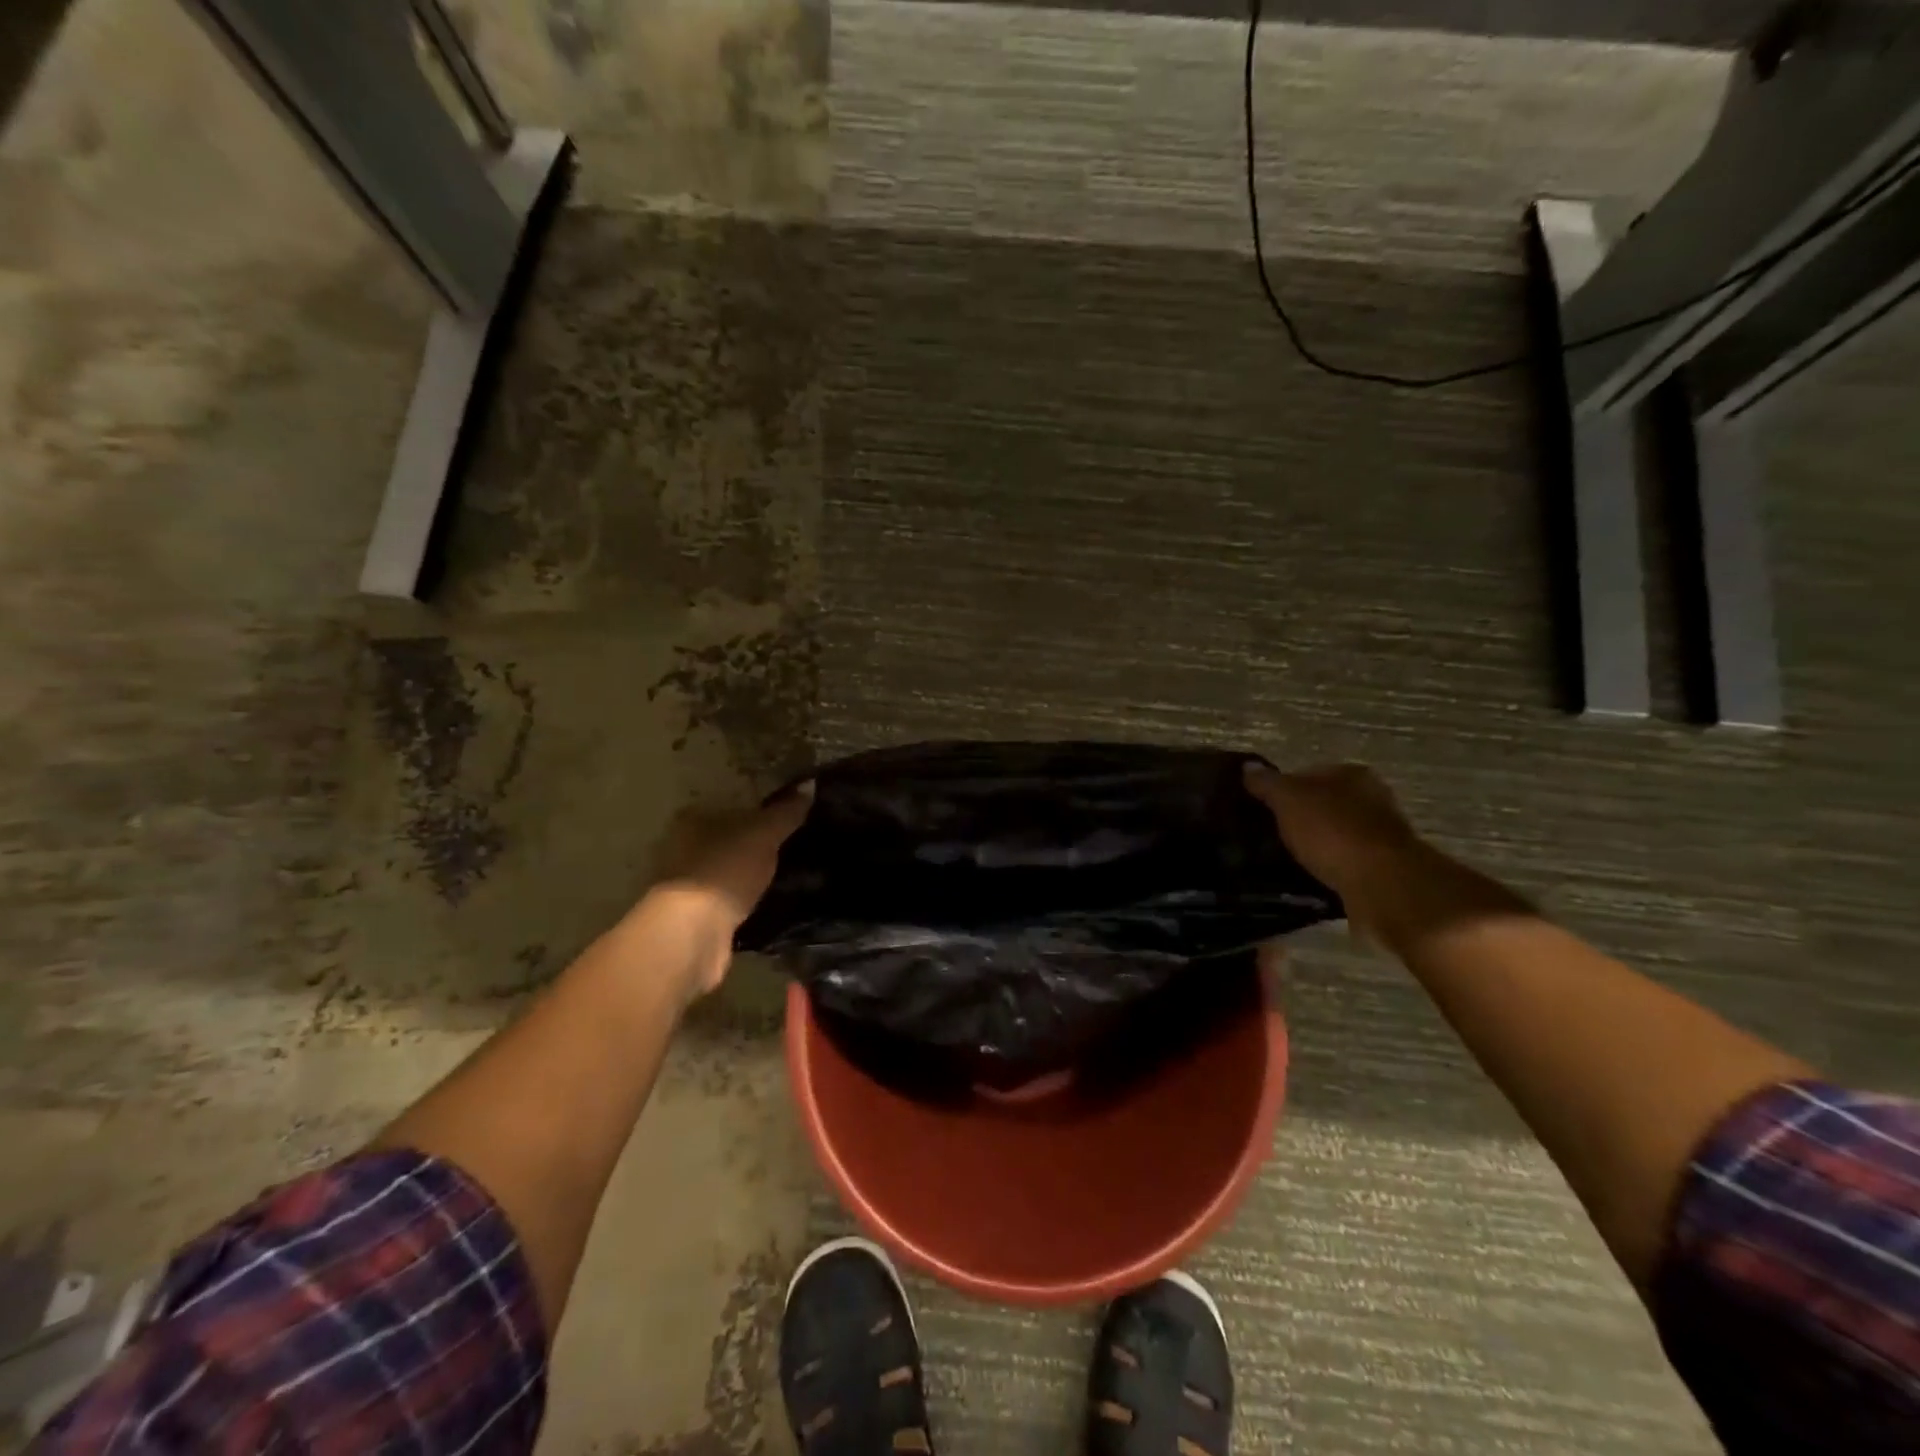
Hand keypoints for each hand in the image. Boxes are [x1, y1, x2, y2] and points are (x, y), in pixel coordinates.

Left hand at [646, 782, 812, 996]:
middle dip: (756, 842)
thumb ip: (786, 811)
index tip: (788, 814)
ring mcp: (687, 884)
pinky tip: (772, 900)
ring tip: (790, 873)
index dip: (758, 807)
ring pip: (729, 870)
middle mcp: (682, 847)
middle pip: (728, 837)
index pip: (729, 803)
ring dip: (751, 873)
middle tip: (796, 843)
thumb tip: (810, 783)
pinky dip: (747, 899)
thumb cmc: (724, 870)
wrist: (692, 934)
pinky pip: (730, 899)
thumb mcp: (763, 834)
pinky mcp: (696, 917)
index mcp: (692, 818)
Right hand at [1242, 762, 1419, 933]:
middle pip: (1326, 802)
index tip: (1264, 808)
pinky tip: (1311, 876)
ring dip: (1317, 844)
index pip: (1309, 773)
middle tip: (1271, 833)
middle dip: (1302, 816)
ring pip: (1337, 833)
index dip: (1284, 789)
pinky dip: (1330, 867)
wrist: (1383, 884)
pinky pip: (1347, 861)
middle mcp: (1373, 798)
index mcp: (1352, 774)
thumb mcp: (1289, 801)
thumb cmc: (1333, 832)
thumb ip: (1268, 783)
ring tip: (1287, 858)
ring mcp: (1382, 834)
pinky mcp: (1384, 867)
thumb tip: (1248, 766)